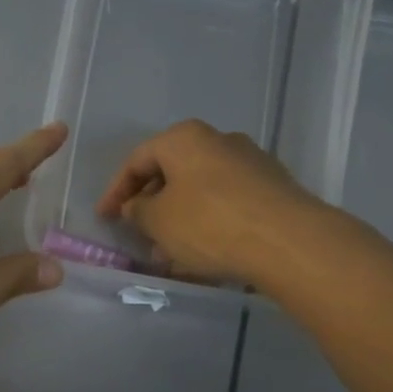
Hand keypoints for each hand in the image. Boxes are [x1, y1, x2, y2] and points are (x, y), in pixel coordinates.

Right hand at [95, 119, 323, 284]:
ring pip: (200, 191)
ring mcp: (250, 163)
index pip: (137, 160)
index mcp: (184, 138)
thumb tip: (136, 206)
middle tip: (138, 234)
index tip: (105, 218)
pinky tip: (202, 254)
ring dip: (179, 219)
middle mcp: (219, 140)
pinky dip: (207, 224)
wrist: (287, 241)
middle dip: (151, 206)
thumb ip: (137, 211)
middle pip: (172, 172)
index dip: (115, 191)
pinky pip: (226, 204)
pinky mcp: (272, 189)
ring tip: (169, 253)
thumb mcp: (157, 221)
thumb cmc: (208, 223)